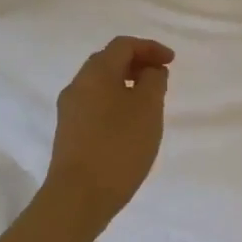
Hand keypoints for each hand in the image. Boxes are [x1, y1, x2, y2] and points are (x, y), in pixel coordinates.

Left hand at [44, 36, 172, 229]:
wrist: (79, 197)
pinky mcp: (69, 132)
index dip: (150, 47)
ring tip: (150, 101)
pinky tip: (131, 122)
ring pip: (101, 84)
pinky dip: (116, 101)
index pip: (123, 45)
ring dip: (127, 83)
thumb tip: (151, 70)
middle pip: (108, 61)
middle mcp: (77, 85)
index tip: (172, 61)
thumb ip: (154, 81)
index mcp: (96, 73)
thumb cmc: (119, 146)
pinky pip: (96, 104)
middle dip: (137, 63)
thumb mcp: (148, 108)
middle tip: (161, 77)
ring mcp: (70, 110)